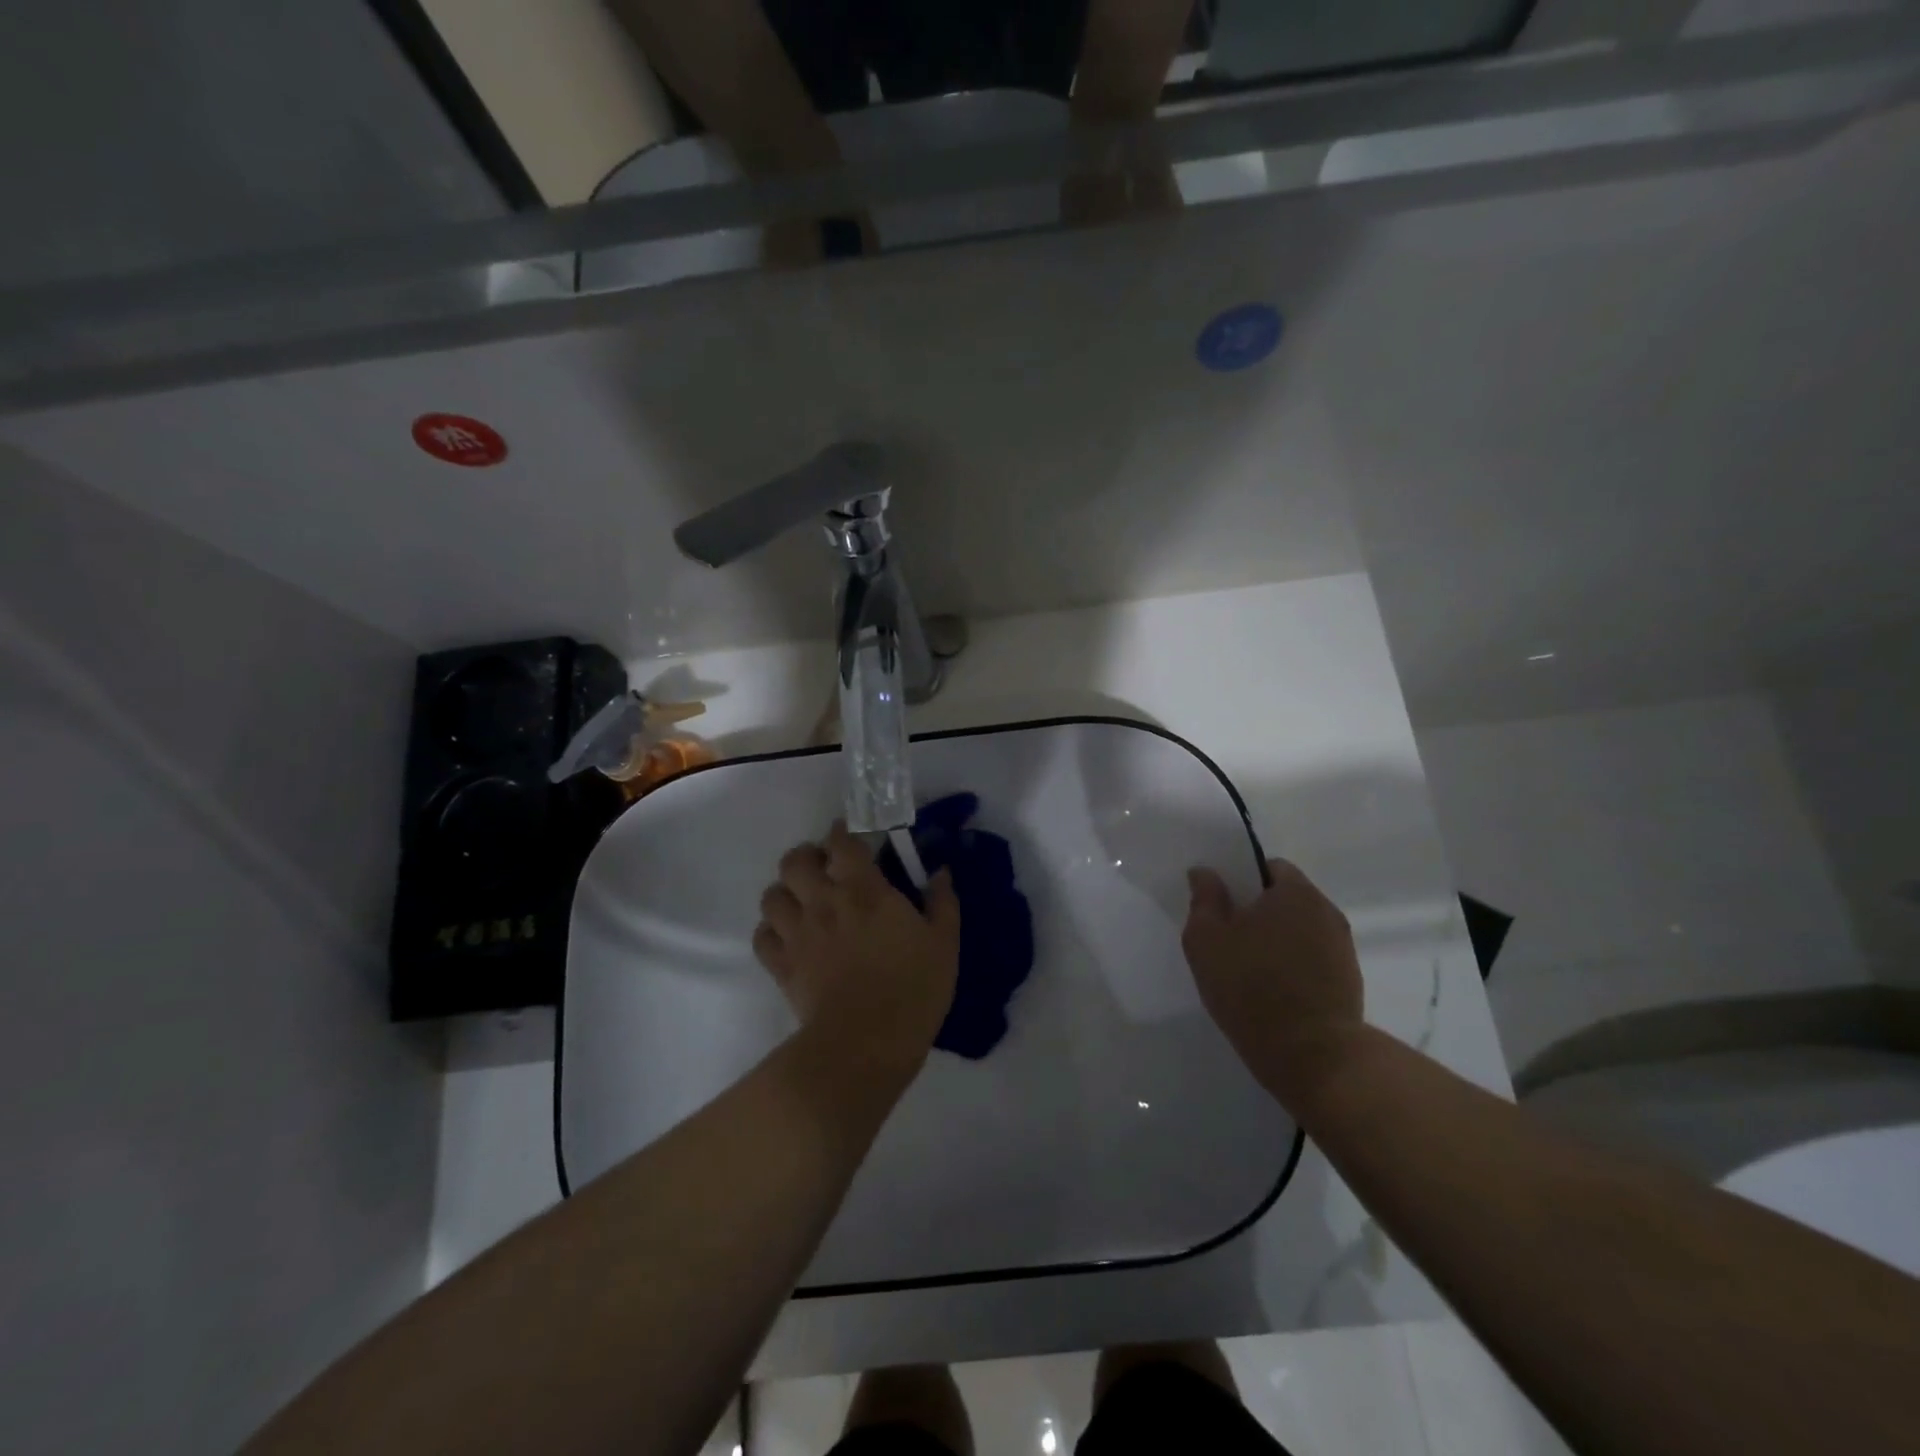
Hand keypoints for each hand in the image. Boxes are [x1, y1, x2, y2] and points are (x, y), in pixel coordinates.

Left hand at [753, 823, 960, 1072]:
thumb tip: (940, 872)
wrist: (866, 1043)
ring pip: (772, 895)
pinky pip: (762, 936)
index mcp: (863, 889)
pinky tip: (788, 938)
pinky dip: (771, 932)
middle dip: (807, 857)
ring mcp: (797, 934)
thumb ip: (942, 902)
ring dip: (786, 892)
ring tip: (802, 901)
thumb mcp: (944, 943)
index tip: (849, 836)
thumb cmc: (913, 989)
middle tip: (823, 868)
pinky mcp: (781, 966)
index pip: (841, 842)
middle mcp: (823, 902)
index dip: (842, 832)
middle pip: (795, 861)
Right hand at [1182, 858, 1364, 1112]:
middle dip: (1259, 911)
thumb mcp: (1206, 941)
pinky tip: (1273, 991)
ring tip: (1250, 968)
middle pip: (1286, 898)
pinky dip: (1294, 965)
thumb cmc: (1252, 988)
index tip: (1221, 905)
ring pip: (1301, 929)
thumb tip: (1206, 873)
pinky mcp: (1350, 981)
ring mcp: (1343, 948)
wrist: (1314, 1057)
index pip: (1268, 867)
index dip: (1242, 881)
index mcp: (1295, 892)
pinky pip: (1314, 958)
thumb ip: (1204, 900)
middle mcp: (1327, 911)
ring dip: (1278, 940)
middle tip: (1229, 937)